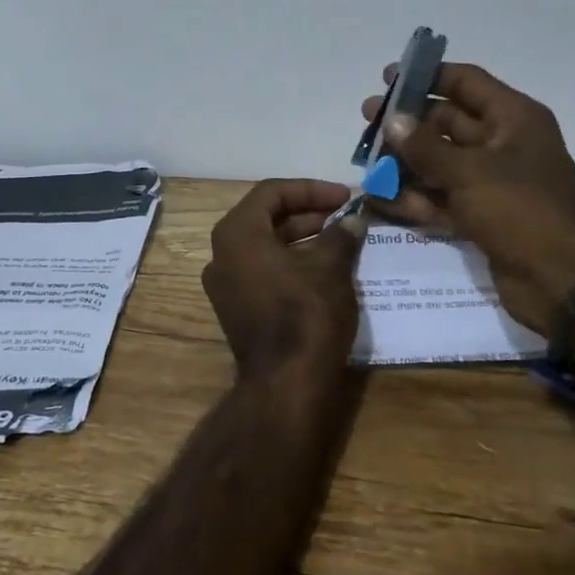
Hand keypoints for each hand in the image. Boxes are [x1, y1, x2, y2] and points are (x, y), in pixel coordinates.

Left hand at [201, 180, 365, 380]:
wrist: (286, 384)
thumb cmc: (305, 313)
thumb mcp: (330, 267)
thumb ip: (340, 236)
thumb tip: (352, 221)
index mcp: (236, 234)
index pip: (272, 193)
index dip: (311, 190)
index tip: (344, 197)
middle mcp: (222, 254)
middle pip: (266, 218)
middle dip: (308, 213)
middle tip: (344, 216)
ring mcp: (226, 285)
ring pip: (267, 246)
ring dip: (303, 238)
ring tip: (341, 239)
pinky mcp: (238, 309)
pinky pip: (265, 271)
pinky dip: (292, 262)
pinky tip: (326, 268)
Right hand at [360, 63, 574, 342]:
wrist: (564, 282)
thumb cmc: (522, 210)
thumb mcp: (470, 172)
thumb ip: (424, 146)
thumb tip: (391, 119)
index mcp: (514, 119)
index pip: (466, 83)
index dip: (427, 76)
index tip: (388, 77)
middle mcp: (503, 144)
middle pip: (447, 122)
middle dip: (407, 122)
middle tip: (367, 121)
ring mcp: (491, 182)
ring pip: (440, 162)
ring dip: (404, 162)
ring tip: (364, 161)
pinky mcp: (481, 215)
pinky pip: (441, 198)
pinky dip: (414, 198)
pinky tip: (379, 198)